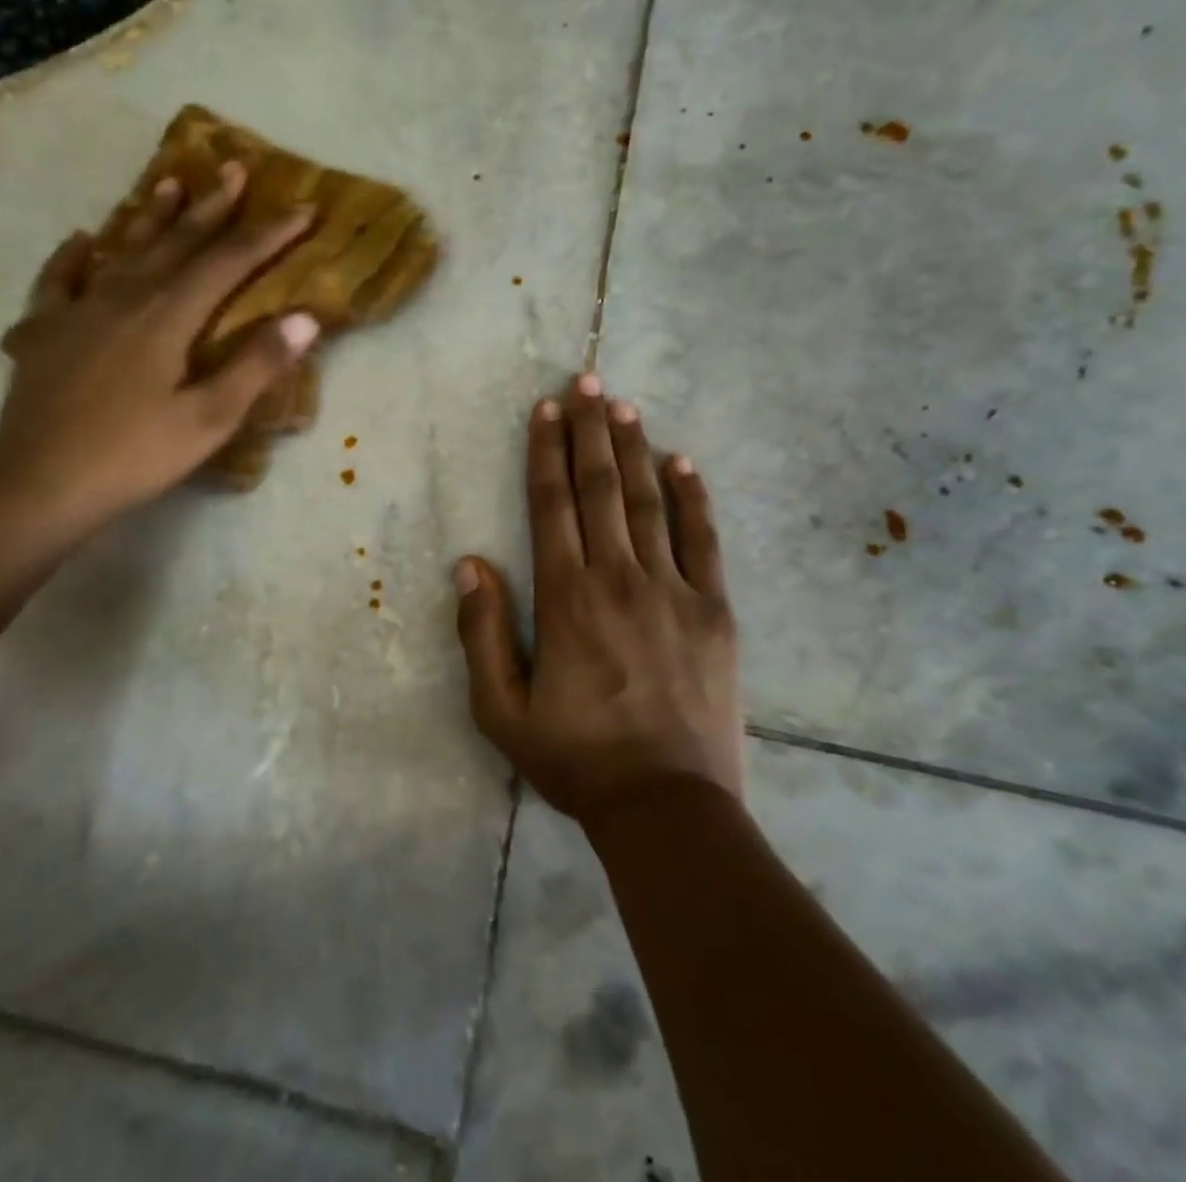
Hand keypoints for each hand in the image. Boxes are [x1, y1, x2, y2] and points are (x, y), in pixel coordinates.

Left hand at [0, 162, 318, 546]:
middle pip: (176, 243)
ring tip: (170, 182)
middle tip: (235, 170)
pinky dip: (73, 257)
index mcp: (166, 316)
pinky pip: (59, 281)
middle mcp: (123, 298)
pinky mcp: (44, 334)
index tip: (302, 209)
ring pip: (123, 251)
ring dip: (151, 217)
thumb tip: (306, 317)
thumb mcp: (208, 419)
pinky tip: (82, 241)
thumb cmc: (133, 457)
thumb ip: (256, 366)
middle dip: (212, 208)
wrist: (38, 486)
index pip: (227, 263)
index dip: (268, 235)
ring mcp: (77, 312)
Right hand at [453, 374, 741, 824]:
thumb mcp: (501, 709)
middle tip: (587, 381)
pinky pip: (703, 539)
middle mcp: (618, 577)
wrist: (667, 805)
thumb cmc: (576, 757)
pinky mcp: (714, 609)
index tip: (546, 409)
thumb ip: (482, 632)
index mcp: (566, 597)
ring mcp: (673, 589)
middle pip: (601, 488)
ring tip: (624, 405)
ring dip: (634, 449)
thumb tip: (470, 563)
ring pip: (648, 502)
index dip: (546, 452)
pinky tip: (683, 461)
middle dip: (590, 430)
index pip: (551, 505)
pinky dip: (692, 497)